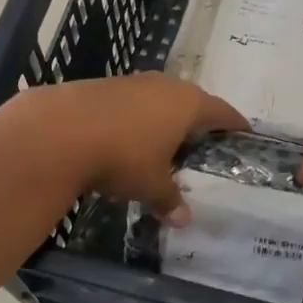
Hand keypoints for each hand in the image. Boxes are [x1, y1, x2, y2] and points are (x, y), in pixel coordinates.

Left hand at [31, 74, 246, 225]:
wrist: (59, 129)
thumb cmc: (122, 156)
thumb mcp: (150, 185)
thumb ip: (170, 199)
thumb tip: (184, 220)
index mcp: (188, 104)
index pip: (222, 111)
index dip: (234, 124)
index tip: (243, 134)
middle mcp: (165, 85)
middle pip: (191, 101)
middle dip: (198, 121)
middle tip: (203, 143)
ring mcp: (133, 82)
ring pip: (159, 99)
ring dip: (164, 117)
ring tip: (166, 142)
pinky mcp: (103, 85)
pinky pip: (132, 102)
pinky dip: (136, 118)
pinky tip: (127, 137)